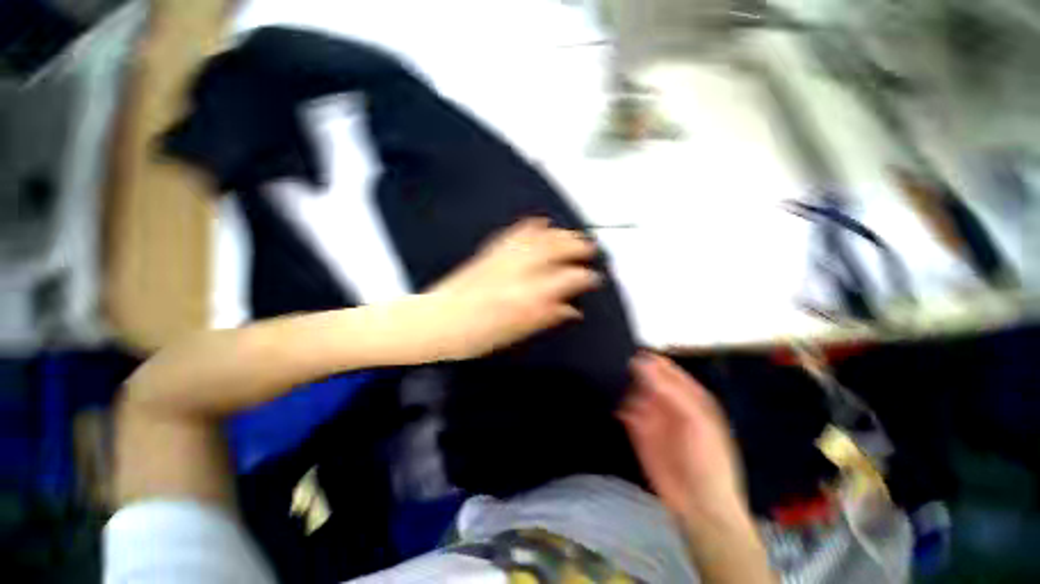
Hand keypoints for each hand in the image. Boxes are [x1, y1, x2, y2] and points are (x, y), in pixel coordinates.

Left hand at [418, 218, 601, 360]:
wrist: (434, 322)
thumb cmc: (471, 336)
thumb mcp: (512, 334)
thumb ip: (544, 317)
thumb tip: (570, 310)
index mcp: (524, 295)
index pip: (565, 279)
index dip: (584, 276)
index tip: (593, 277)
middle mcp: (515, 272)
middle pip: (553, 251)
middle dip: (576, 246)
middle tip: (589, 247)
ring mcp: (500, 259)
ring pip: (537, 239)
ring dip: (558, 234)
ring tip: (571, 232)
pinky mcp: (487, 254)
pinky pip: (512, 235)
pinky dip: (528, 227)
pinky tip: (538, 222)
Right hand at [621, 353, 746, 523]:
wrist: (699, 504)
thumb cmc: (707, 457)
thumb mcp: (696, 419)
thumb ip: (670, 390)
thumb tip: (641, 363)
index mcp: (688, 394)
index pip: (665, 368)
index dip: (649, 359)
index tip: (631, 353)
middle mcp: (668, 400)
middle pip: (645, 376)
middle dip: (631, 371)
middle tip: (615, 366)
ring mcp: (652, 414)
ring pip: (632, 391)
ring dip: (623, 388)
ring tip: (614, 386)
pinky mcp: (638, 429)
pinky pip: (625, 411)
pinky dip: (620, 407)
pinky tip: (620, 411)